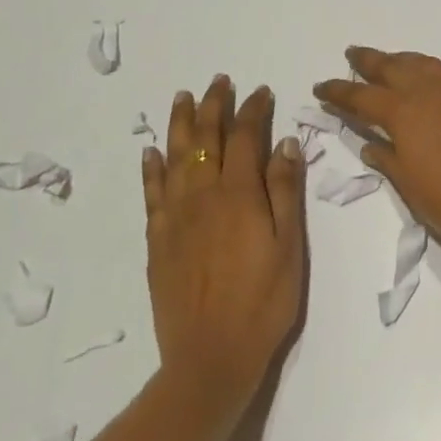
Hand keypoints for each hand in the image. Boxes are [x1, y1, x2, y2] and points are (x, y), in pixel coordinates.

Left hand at [144, 77, 305, 404]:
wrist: (210, 359)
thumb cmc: (263, 302)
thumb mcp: (289, 245)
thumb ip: (285, 190)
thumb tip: (285, 142)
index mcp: (239, 194)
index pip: (245, 137)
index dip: (253, 110)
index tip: (261, 92)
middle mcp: (203, 196)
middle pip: (206, 138)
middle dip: (214, 106)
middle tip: (219, 81)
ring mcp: (176, 217)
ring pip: (175, 157)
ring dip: (180, 124)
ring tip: (183, 98)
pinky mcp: (158, 241)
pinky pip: (152, 193)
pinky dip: (152, 168)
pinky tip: (151, 152)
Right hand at [314, 48, 440, 261]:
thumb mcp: (413, 189)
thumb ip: (390, 161)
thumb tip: (372, 145)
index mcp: (405, 114)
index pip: (362, 97)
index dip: (339, 91)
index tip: (322, 86)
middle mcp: (430, 93)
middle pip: (393, 67)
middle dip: (370, 61)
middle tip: (353, 54)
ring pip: (424, 65)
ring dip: (402, 60)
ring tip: (390, 61)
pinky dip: (431, 76)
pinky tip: (433, 90)